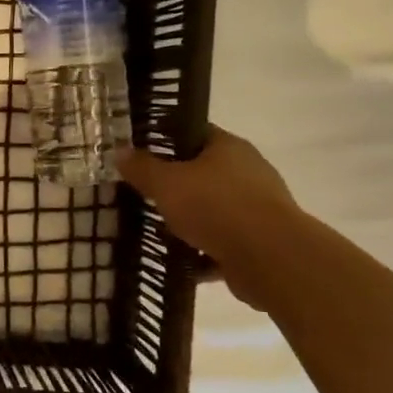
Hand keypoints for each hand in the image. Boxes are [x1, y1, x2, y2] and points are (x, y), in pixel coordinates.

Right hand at [117, 127, 302, 309]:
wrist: (271, 259)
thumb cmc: (216, 207)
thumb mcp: (166, 183)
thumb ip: (142, 168)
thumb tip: (120, 151)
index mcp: (228, 147)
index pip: (193, 133)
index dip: (164, 140)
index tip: (139, 152)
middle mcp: (247, 172)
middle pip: (202, 172)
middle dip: (173, 184)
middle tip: (142, 192)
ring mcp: (256, 208)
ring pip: (211, 209)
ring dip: (187, 220)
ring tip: (154, 228)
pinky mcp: (258, 242)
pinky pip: (221, 241)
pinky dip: (200, 251)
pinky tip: (175, 259)